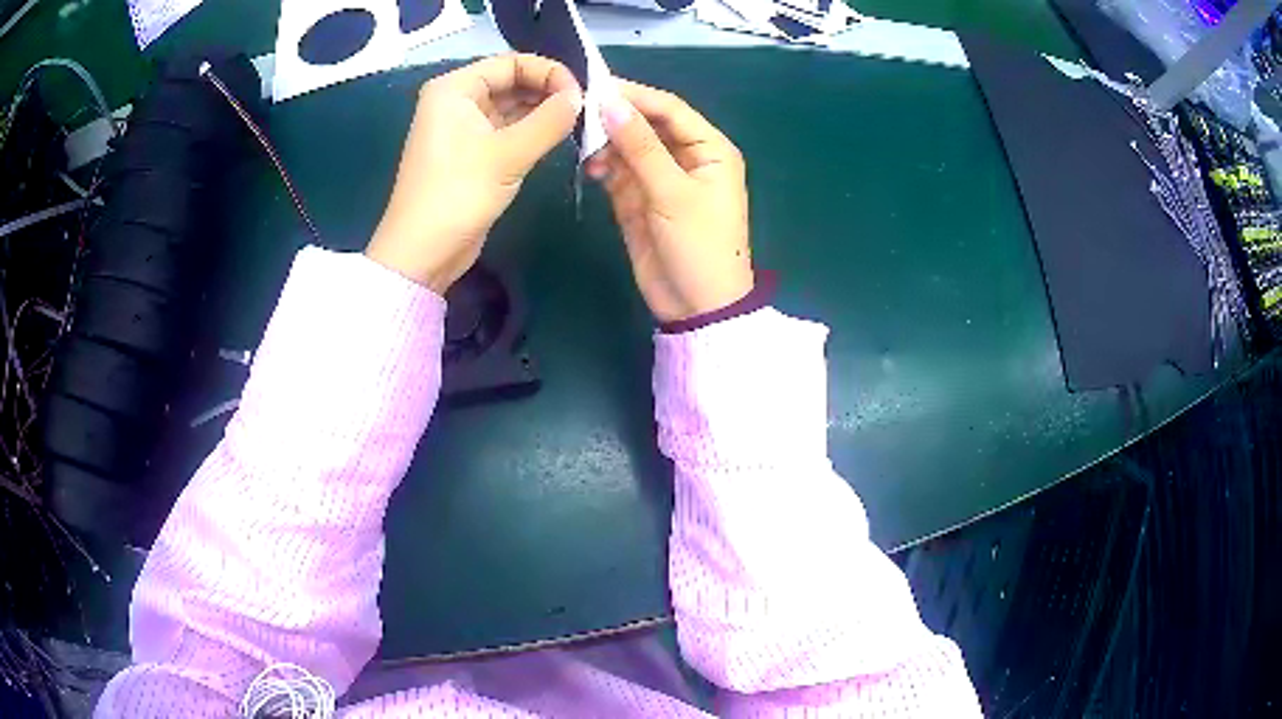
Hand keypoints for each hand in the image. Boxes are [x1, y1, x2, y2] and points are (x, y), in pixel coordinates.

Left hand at [367, 54, 582, 292]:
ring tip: (581, 121)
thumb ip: (549, 120)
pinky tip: (560, 136)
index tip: (582, 92)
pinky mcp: (472, 153)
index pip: (511, 63)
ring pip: (512, 107)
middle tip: (588, 108)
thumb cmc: (457, 194)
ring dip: (544, 112)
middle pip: (512, 82)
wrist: (423, 253)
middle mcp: (457, 101)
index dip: (549, 72)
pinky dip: (532, 131)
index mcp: (455, 89)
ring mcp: (464, 128)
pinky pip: (508, 130)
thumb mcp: (507, 153)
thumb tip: (582, 98)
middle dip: (549, 91)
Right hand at [585, 79, 751, 323]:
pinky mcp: (639, 199)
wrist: (696, 306)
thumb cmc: (699, 245)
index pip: (669, 109)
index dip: (635, 96)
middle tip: (578, 112)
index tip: (596, 86)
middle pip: (646, 124)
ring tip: (582, 145)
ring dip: (606, 144)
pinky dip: (603, 166)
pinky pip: (619, 172)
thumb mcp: (672, 193)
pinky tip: (590, 167)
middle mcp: (686, 156)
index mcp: (709, 149)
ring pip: (628, 147)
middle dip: (616, 119)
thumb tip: (610, 103)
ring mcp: (660, 178)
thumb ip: (640, 146)